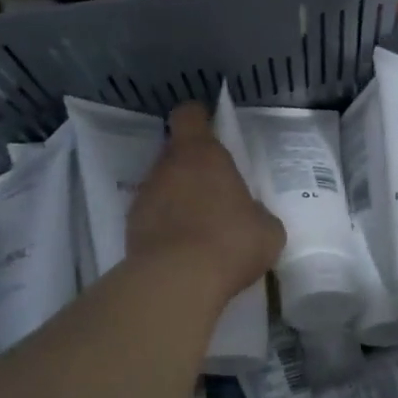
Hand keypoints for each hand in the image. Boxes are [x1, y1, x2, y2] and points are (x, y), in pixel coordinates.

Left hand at [129, 101, 283, 303]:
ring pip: (162, 185)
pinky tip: (183, 251)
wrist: (176, 281)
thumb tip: (251, 216)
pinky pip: (152, 216)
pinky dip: (165, 226)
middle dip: (192, 167)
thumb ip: (258, 213)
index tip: (210, 129)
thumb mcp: (267, 229)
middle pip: (175, 152)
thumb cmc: (230, 242)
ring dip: (177, 198)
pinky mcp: (131, 227)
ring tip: (200, 228)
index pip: (189, 115)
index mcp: (202, 154)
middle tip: (215, 191)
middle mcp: (167, 166)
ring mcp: (144, 196)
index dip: (199, 119)